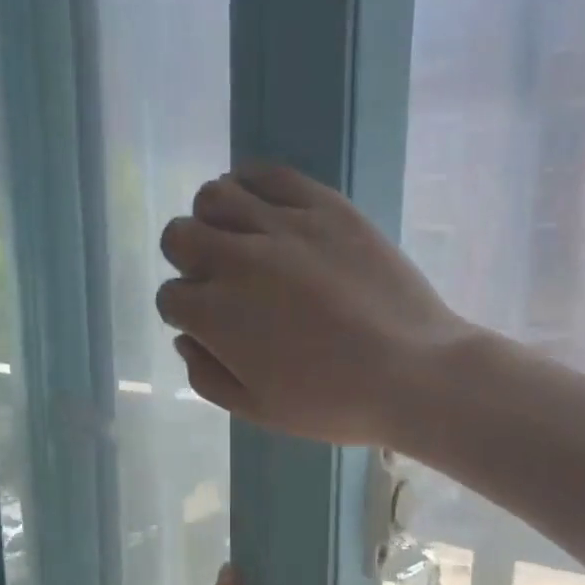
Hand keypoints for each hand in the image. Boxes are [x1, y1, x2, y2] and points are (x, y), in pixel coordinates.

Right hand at [154, 164, 470, 446]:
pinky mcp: (323, 206)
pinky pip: (268, 174)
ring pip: (215, 195)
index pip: (170, 297)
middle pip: (180, 236)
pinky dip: (251, 184)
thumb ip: (208, 378)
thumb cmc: (334, 404)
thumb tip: (186, 340)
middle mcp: (236, 260)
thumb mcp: (259, 410)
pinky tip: (262, 207)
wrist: (413, 374)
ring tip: (240, 240)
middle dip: (188, 261)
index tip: (209, 324)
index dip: (185, 313)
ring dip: (214, 219)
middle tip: (219, 281)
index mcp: (216, 316)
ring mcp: (281, 226)